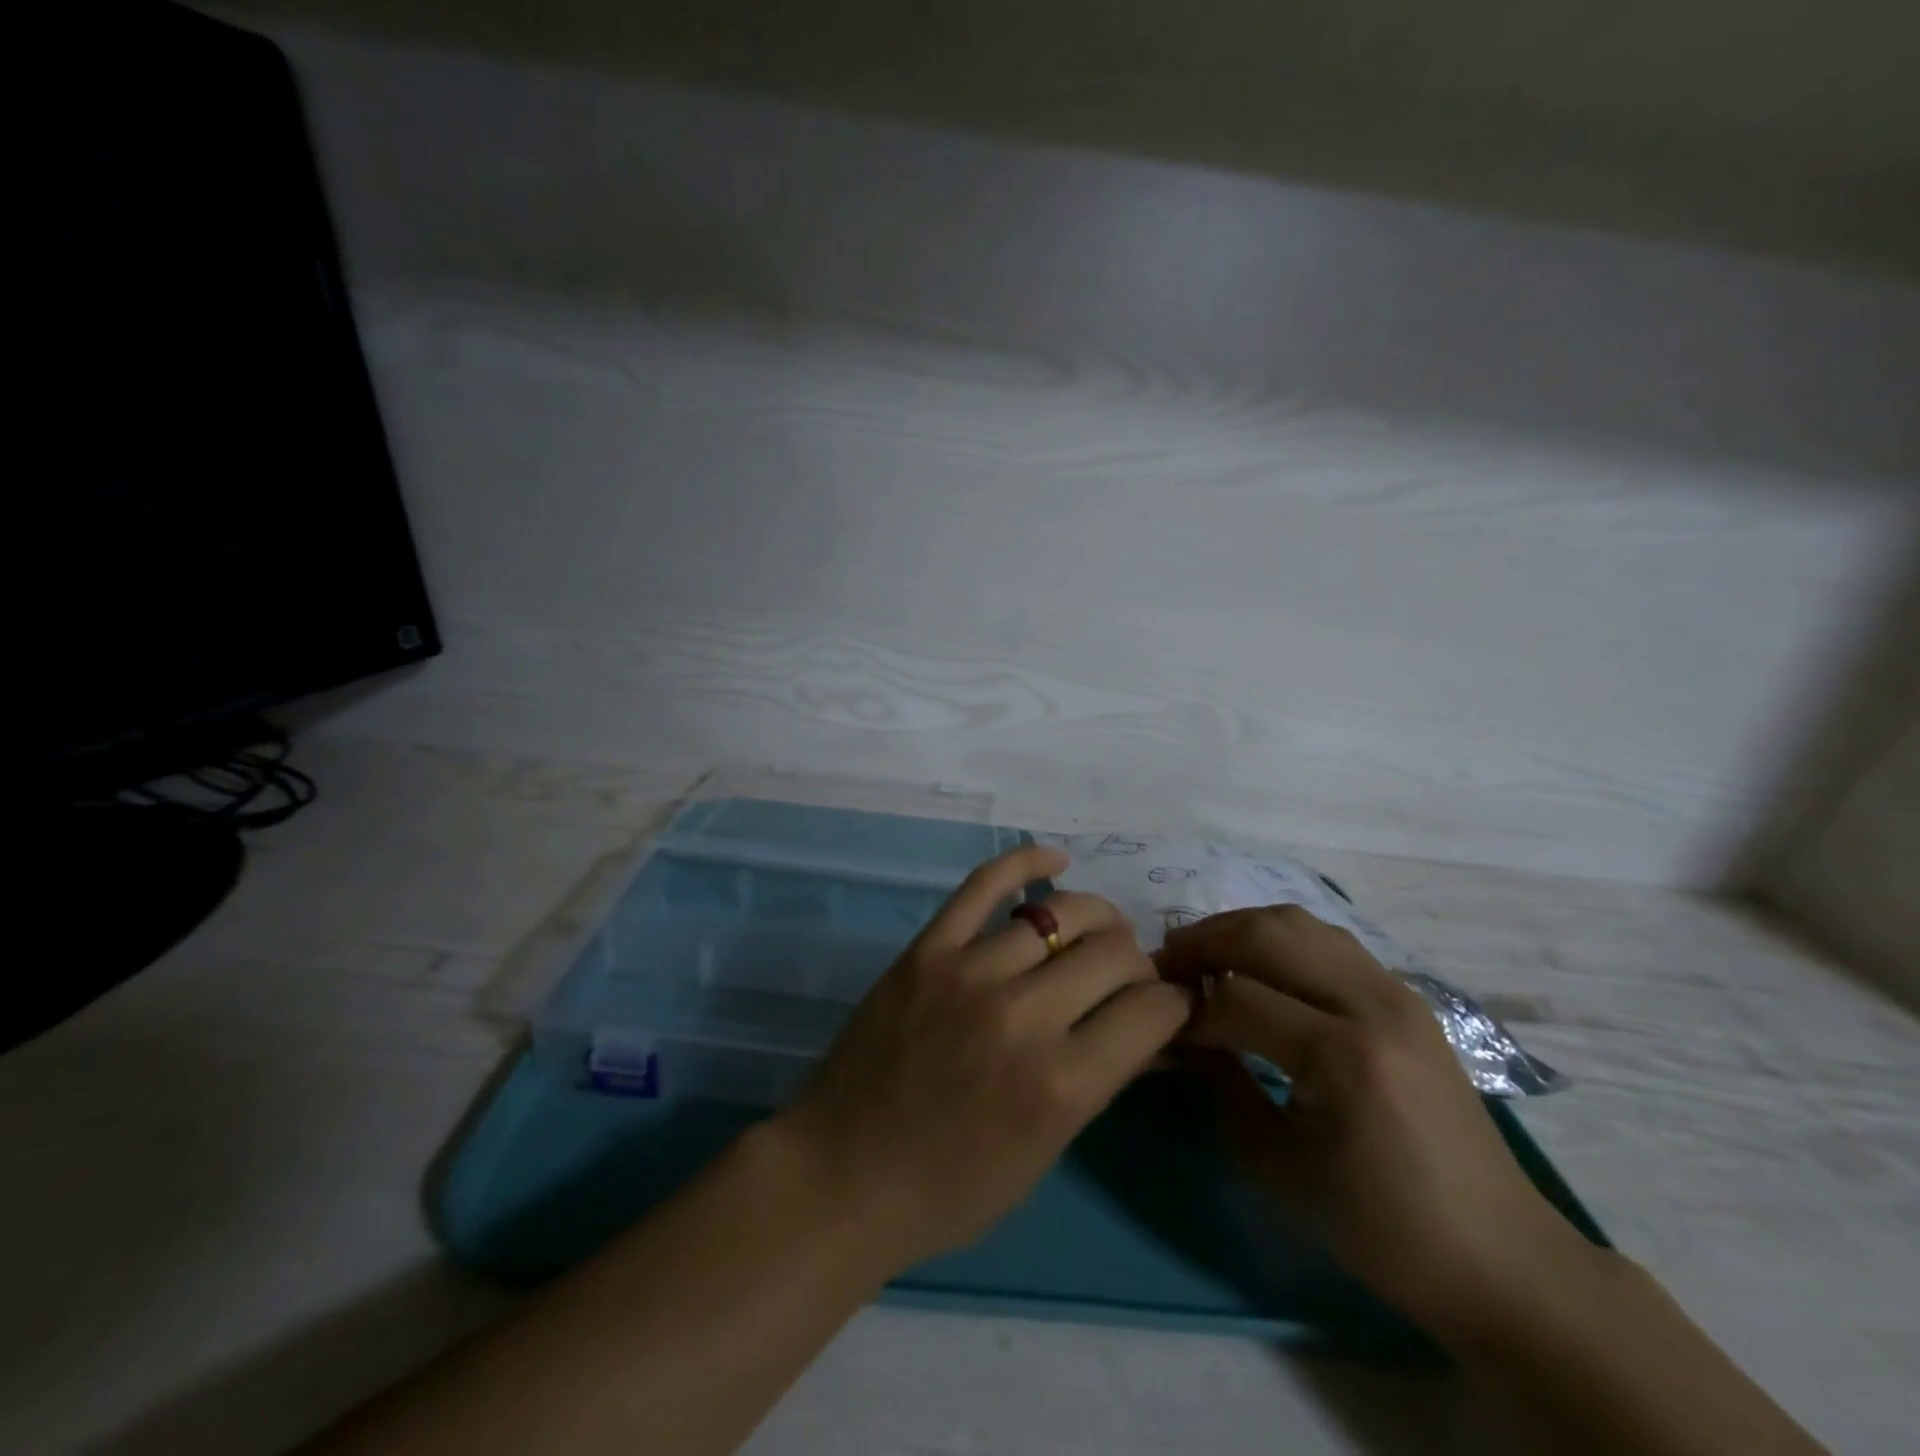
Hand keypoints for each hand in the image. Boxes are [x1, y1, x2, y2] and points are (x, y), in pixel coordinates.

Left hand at [772, 844, 1192, 1270]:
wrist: (843, 1174)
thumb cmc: (950, 1189)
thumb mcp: (1045, 1153)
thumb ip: (1099, 1081)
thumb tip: (1150, 1029)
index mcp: (1062, 1086)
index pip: (1153, 1012)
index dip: (1173, 1004)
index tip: (1167, 1005)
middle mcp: (1025, 1017)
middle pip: (1115, 954)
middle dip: (1138, 963)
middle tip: (1125, 977)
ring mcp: (971, 972)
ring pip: (1062, 912)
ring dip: (1096, 920)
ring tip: (1096, 933)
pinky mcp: (928, 947)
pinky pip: (984, 884)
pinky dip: (1026, 862)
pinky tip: (1056, 859)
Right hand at [1158, 905, 1585, 1338]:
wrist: (1497, 1256)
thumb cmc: (1380, 1226)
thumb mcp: (1277, 1165)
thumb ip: (1221, 1084)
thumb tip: (1179, 1036)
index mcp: (1345, 1057)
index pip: (1237, 999)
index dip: (1188, 1012)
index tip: (1160, 1031)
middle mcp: (1373, 1004)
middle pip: (1265, 935)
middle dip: (1202, 943)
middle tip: (1165, 968)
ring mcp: (1395, 991)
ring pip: (1297, 922)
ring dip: (1238, 930)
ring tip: (1202, 957)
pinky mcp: (1404, 995)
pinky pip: (1326, 940)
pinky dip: (1277, 939)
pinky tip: (1255, 966)